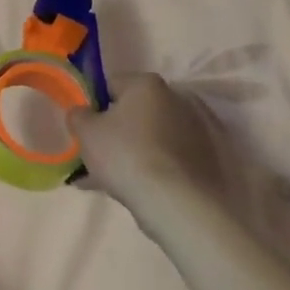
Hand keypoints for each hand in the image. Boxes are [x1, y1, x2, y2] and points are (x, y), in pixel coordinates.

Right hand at [69, 73, 228, 214]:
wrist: (180, 206)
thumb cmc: (127, 156)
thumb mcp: (86, 132)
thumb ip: (78, 115)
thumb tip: (82, 113)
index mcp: (147, 84)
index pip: (111, 86)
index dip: (94, 108)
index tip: (87, 132)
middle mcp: (177, 98)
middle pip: (136, 113)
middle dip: (117, 133)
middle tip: (99, 159)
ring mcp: (199, 131)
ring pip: (154, 139)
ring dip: (136, 154)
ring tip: (115, 183)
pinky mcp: (211, 162)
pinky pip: (172, 160)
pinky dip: (156, 170)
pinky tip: (138, 192)